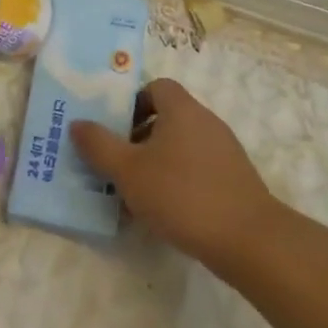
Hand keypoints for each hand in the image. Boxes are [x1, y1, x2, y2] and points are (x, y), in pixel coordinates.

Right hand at [71, 79, 274, 270]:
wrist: (249, 241)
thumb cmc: (182, 194)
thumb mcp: (128, 170)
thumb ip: (99, 145)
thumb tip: (77, 124)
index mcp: (182, 110)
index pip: (156, 87)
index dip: (133, 102)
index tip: (115, 128)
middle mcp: (206, 122)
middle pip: (167, 117)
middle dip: (139, 137)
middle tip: (117, 163)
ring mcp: (225, 152)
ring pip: (181, 147)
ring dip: (156, 163)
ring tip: (135, 193)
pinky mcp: (235, 181)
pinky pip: (198, 170)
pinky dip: (178, 182)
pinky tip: (165, 212)